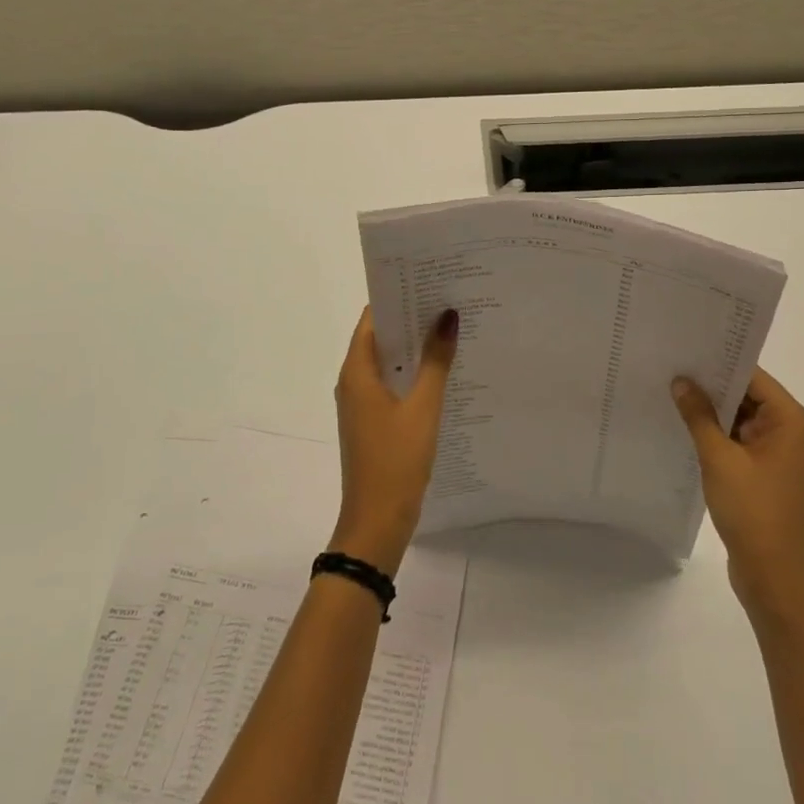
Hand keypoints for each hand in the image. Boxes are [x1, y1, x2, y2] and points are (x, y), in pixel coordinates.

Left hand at [330, 307, 459, 574]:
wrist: (376, 523)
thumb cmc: (396, 461)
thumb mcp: (423, 408)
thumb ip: (436, 361)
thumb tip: (447, 315)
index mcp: (356, 371)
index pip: (372, 318)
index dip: (397, 296)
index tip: (428, 279)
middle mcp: (353, 381)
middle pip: (380, 337)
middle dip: (411, 319)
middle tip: (448, 299)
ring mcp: (361, 403)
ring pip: (387, 362)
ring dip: (414, 347)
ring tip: (451, 327)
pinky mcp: (372, 422)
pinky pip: (391, 384)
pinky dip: (412, 373)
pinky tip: (443, 370)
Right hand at [671, 369, 803, 629]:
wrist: (777, 580)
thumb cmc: (755, 513)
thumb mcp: (720, 459)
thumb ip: (699, 416)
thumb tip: (681, 381)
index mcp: (791, 421)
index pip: (752, 375)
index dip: (718, 360)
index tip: (682, 348)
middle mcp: (790, 432)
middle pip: (746, 394)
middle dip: (709, 384)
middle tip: (667, 365)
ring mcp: (778, 455)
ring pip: (739, 418)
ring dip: (710, 411)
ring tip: (668, 391)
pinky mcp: (765, 474)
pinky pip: (737, 441)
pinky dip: (714, 434)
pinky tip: (682, 426)